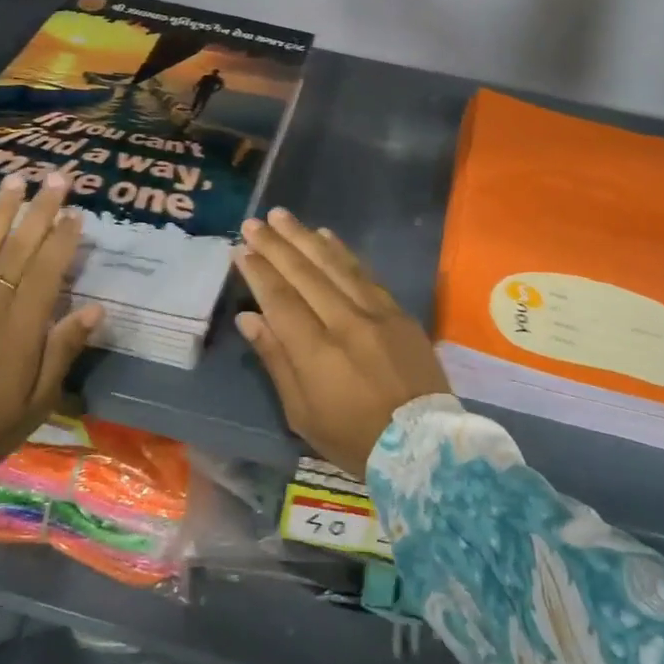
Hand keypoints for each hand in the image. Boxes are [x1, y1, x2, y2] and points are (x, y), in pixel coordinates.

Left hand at [0, 173, 103, 496]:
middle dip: (39, 211)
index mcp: (21, 329)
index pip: (47, 271)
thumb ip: (63, 351)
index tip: (77, 213)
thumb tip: (95, 308)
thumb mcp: (39, 401)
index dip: (63, 240)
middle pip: (18, 249)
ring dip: (0, 211)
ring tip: (16, 180)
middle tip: (56, 178)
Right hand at [233, 208, 451, 478]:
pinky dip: (344, 252)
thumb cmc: (354, 439)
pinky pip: (366, 273)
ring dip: (306, 238)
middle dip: (276, 245)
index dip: (258, 272)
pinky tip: (326, 236)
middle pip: (305, 274)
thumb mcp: (303, 413)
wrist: (423, 446)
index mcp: (317, 352)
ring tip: (283, 217)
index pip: (280, 300)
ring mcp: (377, 314)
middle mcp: (346, 323)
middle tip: (254, 222)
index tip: (240, 249)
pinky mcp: (399, 313)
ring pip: (335, 265)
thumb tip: (249, 318)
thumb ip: (276, 360)